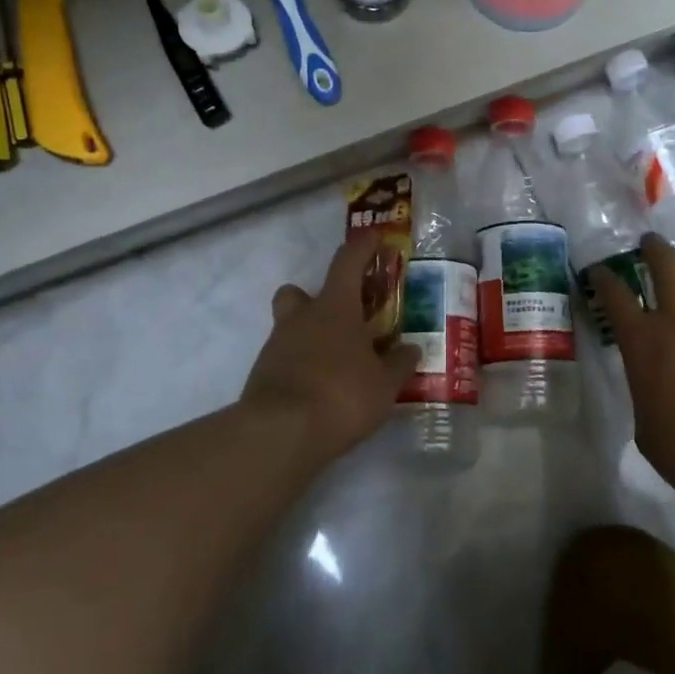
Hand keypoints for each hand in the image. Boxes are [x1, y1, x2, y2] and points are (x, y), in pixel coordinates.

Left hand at [243, 234, 420, 462]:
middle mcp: (302, 317)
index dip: (362, 247)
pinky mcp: (262, 375)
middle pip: (299, 292)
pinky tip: (318, 389)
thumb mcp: (384, 385)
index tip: (374, 239)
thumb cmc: (341, 394)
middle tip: (341, 317)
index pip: (348, 261)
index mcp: (335, 307)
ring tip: (335, 363)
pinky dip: (300, 366)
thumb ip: (399, 364)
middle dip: (315, 297)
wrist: (280, 433)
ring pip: (289, 326)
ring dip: (309, 336)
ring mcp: (276, 345)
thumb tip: (412, 349)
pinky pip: (284, 358)